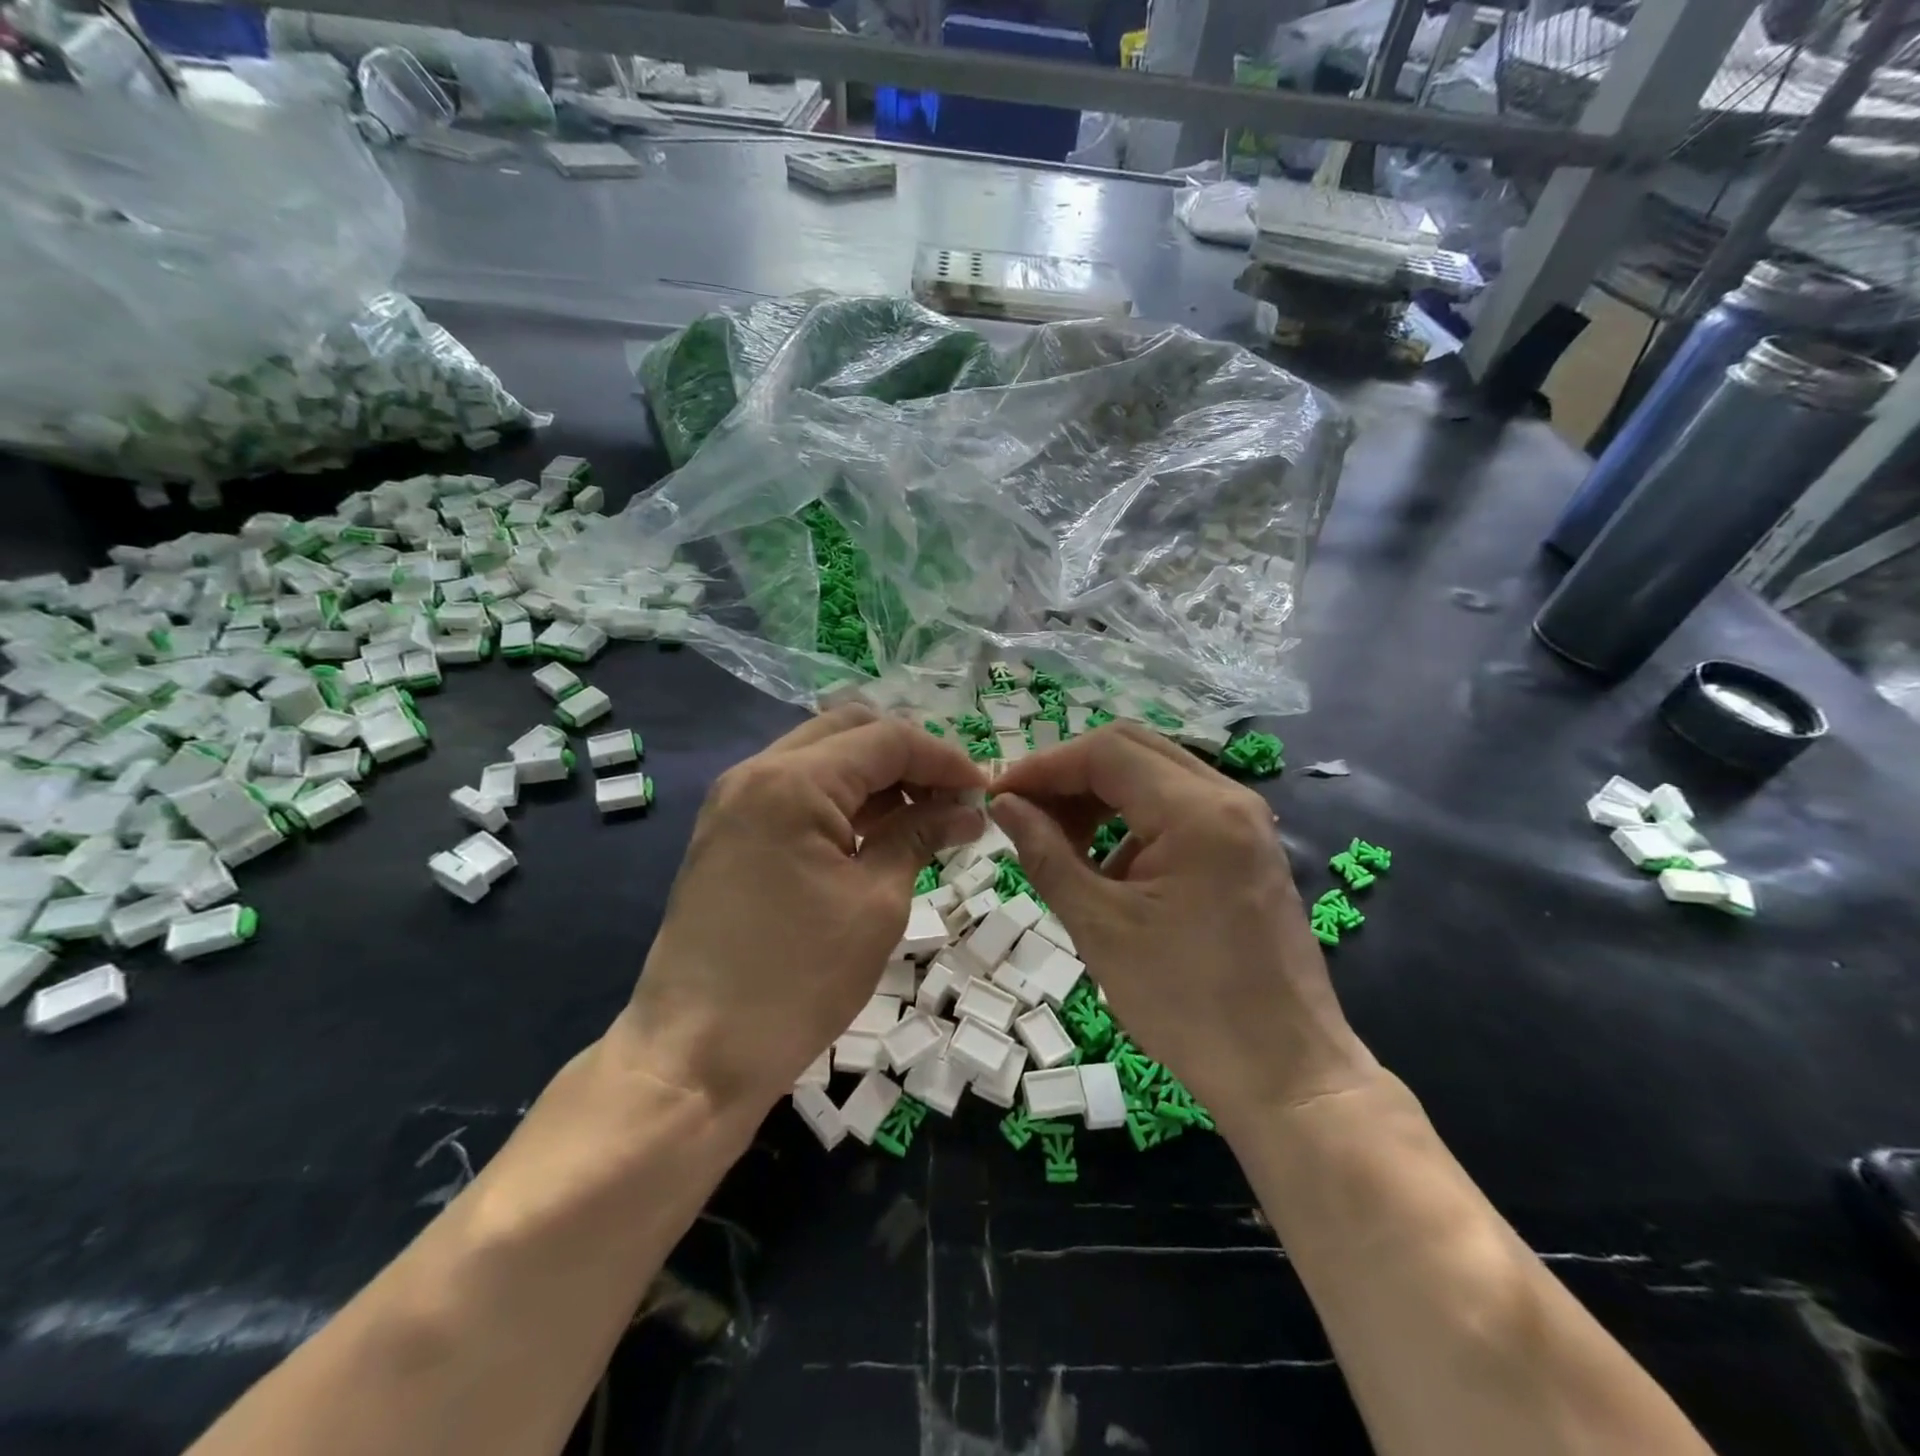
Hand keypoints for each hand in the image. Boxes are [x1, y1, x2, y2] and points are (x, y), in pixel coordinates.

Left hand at [616, 706, 987, 1113]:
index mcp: (792, 781)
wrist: (694, 1056)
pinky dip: (842, 799)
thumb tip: (966, 810)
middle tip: (952, 798)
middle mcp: (756, 772)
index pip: (887, 739)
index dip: (945, 758)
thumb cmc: (796, 981)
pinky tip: (877, 832)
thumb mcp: (876, 904)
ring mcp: (734, 800)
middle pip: (850, 731)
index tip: (985, 791)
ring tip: (925, 817)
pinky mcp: (728, 831)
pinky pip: (796, 790)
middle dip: (909, 756)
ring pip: (821, 757)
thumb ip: (919, 836)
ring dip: (876, 776)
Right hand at [989, 724, 1378, 1127]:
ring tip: (1058, 840)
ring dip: (1099, 796)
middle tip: (1023, 810)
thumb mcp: (1100, 926)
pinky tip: (1107, 866)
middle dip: (1070, 774)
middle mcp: (1228, 798)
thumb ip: (1045, 853)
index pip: (1106, 752)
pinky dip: (1131, 820)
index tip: (999, 795)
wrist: (1284, 1073)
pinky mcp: (1246, 847)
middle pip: (1132, 750)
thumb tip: (1005, 805)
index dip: (1044, 765)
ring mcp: (1244, 820)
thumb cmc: (1186, 1004)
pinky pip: (1177, 807)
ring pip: (1154, 775)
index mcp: (1198, 811)